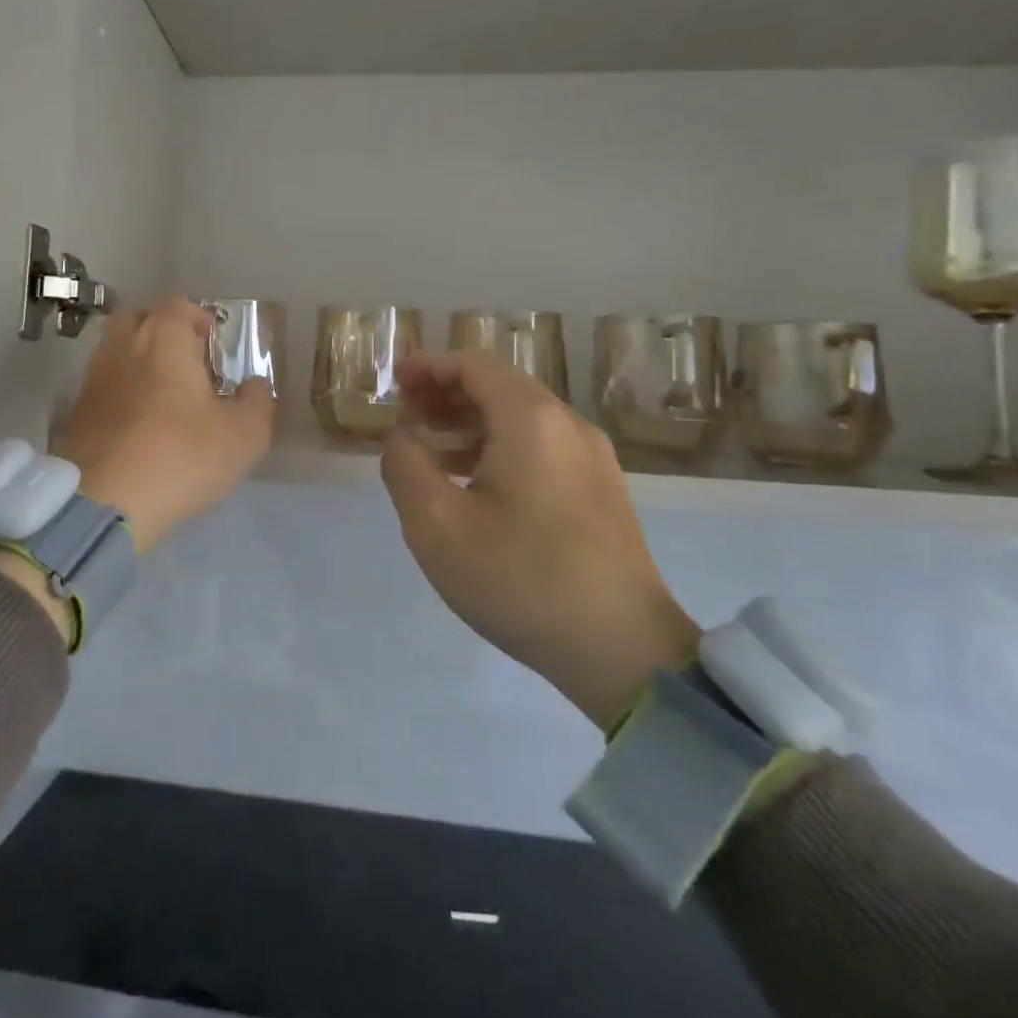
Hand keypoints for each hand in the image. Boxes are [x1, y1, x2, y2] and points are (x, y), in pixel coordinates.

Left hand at [52, 295, 275, 550]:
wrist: (103, 503)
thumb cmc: (181, 457)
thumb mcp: (244, 435)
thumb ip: (257, 402)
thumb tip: (255, 384)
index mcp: (163, 338)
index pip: (178, 305)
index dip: (199, 319)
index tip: (214, 345)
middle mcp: (122, 347)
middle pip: (138, 319)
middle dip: (162, 332)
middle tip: (186, 363)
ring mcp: (92, 379)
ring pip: (116, 352)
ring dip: (138, 363)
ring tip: (162, 396)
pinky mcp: (73, 412)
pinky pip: (102, 387)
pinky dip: (119, 393)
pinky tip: (136, 423)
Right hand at [380, 351, 700, 730]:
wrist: (623, 651)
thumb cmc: (520, 578)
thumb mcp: (437, 524)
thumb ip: (405, 466)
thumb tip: (402, 438)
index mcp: (531, 419)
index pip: (474, 365)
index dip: (430, 366)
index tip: (395, 378)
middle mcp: (568, 424)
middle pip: (500, 386)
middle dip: (448, 391)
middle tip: (407, 411)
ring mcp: (593, 458)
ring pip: (522, 417)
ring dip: (472, 420)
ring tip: (431, 445)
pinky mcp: (602, 490)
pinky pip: (542, 445)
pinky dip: (500, 445)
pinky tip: (474, 480)